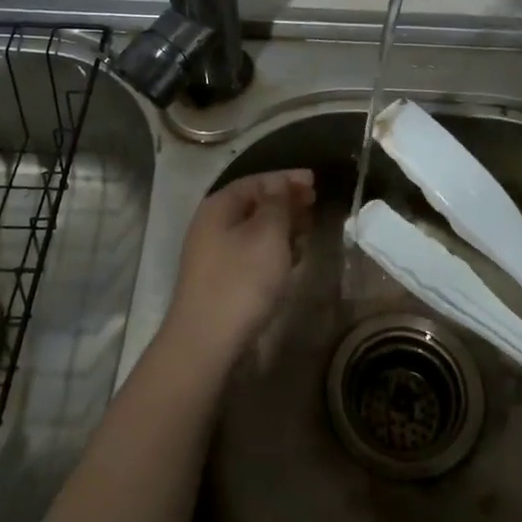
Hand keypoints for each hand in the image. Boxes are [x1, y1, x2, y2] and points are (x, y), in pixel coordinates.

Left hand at [162, 169, 315, 367]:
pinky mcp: (221, 281)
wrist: (206, 342)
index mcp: (219, 206)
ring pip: (253, 230)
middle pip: (253, 204)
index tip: (315, 181)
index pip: (256, 181)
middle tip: (315, 204)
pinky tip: (291, 258)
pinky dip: (273, 249)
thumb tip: (279, 185)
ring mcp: (214, 255)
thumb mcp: (268, 234)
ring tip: (308, 229)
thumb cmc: (242, 280)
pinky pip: (251, 253)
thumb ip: (278, 204)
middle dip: (285, 202)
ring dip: (281, 226)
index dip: (286, 178)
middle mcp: (211, 225)